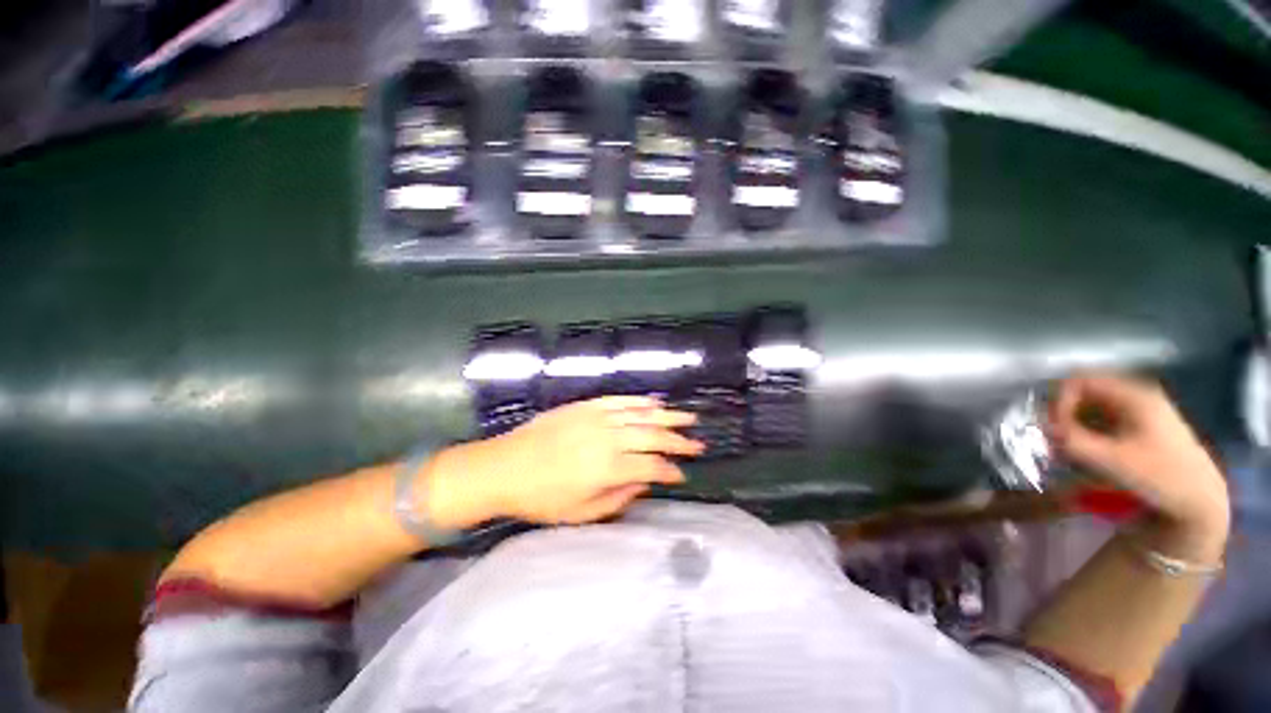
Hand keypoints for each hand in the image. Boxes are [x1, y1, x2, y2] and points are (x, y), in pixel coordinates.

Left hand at [427, 396, 702, 527]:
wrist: (504, 466)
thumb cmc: (541, 498)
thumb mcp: (581, 512)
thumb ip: (618, 497)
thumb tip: (643, 482)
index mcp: (609, 468)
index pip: (652, 467)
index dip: (670, 471)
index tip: (681, 474)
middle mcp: (610, 439)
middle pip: (653, 437)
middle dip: (679, 442)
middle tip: (698, 444)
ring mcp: (599, 418)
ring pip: (642, 415)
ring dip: (668, 417)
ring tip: (688, 418)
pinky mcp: (587, 406)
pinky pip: (620, 401)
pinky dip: (641, 401)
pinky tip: (656, 402)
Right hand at [1049, 374, 1229, 549]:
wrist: (1198, 502)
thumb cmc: (1159, 477)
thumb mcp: (1112, 460)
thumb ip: (1073, 441)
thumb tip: (1041, 428)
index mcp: (1133, 393)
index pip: (1079, 380)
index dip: (1058, 400)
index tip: (1052, 427)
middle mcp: (1135, 394)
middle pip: (1082, 392)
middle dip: (1062, 414)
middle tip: (1053, 440)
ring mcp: (1138, 409)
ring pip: (1089, 407)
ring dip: (1071, 425)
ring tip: (1065, 450)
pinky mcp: (1137, 426)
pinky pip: (1099, 419)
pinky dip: (1084, 433)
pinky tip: (1082, 453)